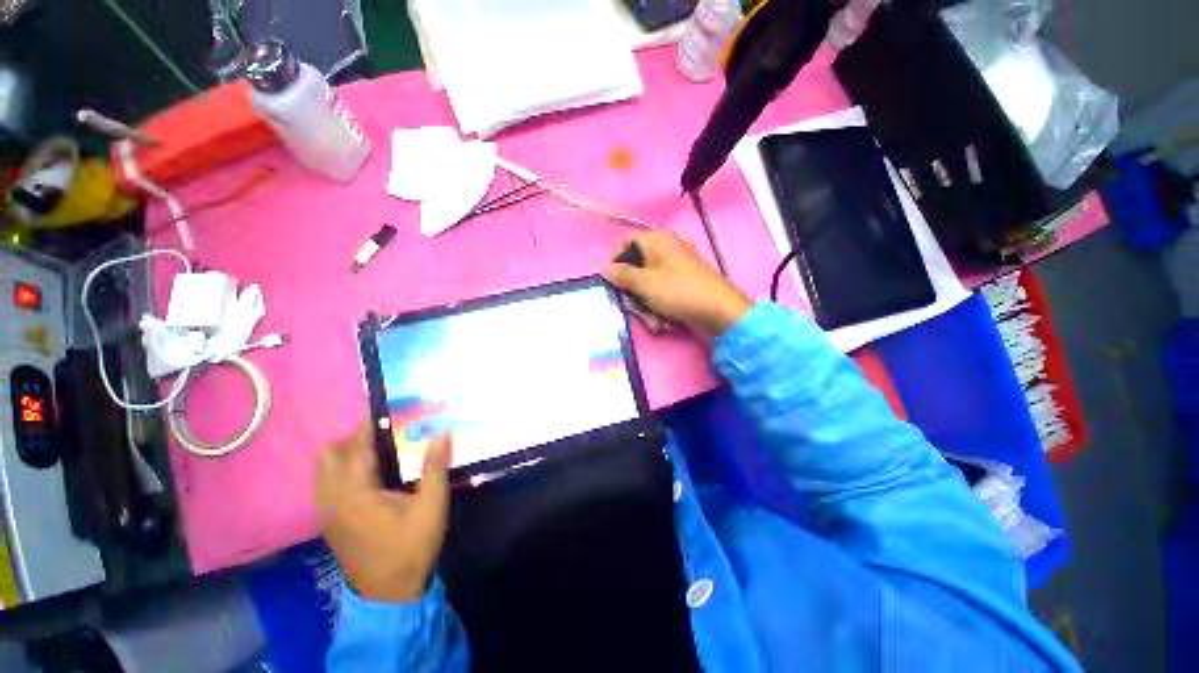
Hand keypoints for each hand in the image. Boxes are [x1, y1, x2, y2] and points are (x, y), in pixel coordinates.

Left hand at [315, 424, 451, 602]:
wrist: (389, 593)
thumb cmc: (411, 547)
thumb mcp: (432, 507)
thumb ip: (435, 468)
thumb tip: (442, 434)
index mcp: (355, 494)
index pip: (356, 448)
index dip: (369, 426)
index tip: (388, 411)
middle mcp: (331, 499)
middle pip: (329, 454)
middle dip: (354, 438)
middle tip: (385, 434)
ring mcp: (325, 512)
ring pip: (323, 469)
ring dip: (345, 454)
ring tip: (378, 452)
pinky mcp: (328, 521)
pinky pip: (325, 483)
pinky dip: (341, 470)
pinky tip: (368, 477)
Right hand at [603, 232, 752, 337]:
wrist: (718, 310)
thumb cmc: (678, 291)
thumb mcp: (644, 283)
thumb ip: (621, 275)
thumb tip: (603, 268)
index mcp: (657, 240)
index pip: (626, 241)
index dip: (614, 258)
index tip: (608, 279)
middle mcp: (667, 248)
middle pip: (636, 266)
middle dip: (632, 291)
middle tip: (633, 306)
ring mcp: (677, 266)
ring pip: (648, 283)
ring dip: (645, 304)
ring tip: (653, 320)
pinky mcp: (684, 282)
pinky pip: (662, 290)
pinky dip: (659, 305)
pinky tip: (663, 321)